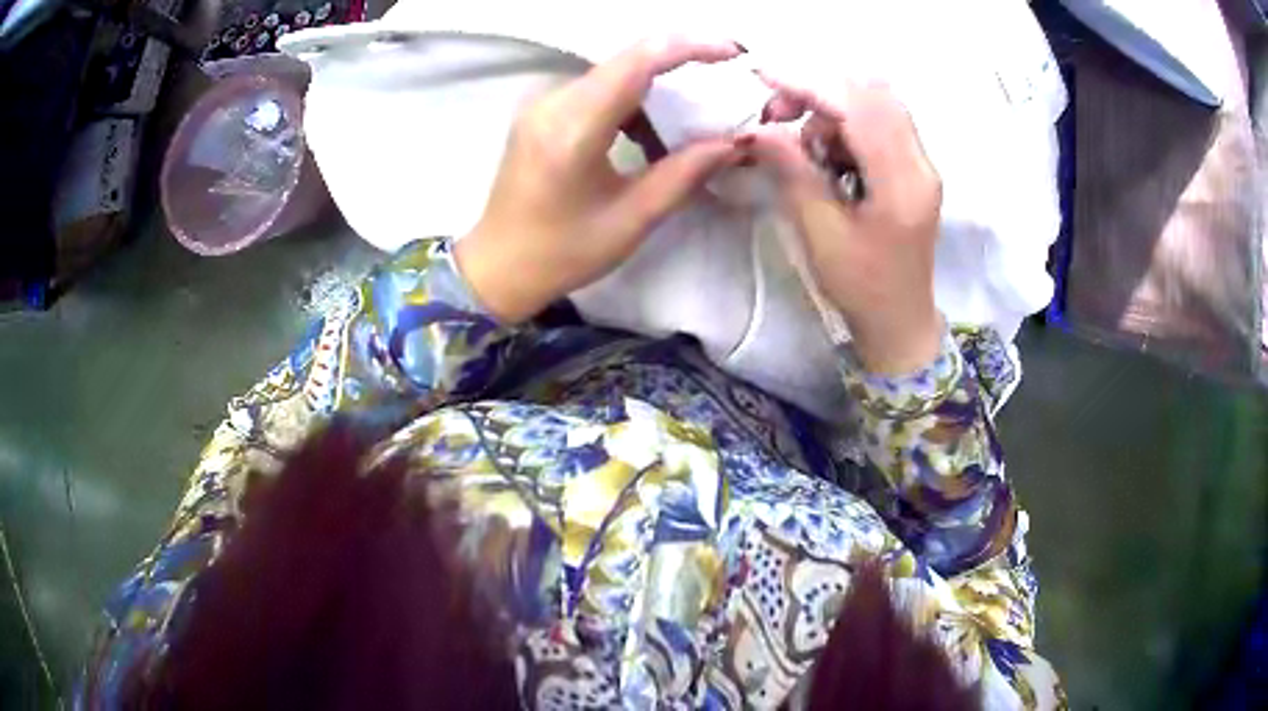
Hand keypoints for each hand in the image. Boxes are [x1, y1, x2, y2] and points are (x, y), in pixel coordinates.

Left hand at [455, 37, 746, 323]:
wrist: (498, 267)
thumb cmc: (562, 253)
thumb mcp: (631, 220)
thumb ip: (684, 174)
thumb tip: (733, 143)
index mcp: (573, 129)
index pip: (636, 63)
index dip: (687, 47)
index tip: (731, 52)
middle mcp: (552, 103)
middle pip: (626, 62)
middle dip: (680, 65)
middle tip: (722, 83)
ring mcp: (542, 105)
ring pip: (613, 75)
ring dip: (655, 89)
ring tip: (687, 124)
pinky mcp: (541, 113)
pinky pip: (595, 91)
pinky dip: (630, 103)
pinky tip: (646, 136)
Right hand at [747, 78, 944, 374]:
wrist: (900, 322)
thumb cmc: (861, 288)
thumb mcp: (819, 233)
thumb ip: (793, 172)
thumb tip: (759, 129)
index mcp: (902, 183)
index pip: (858, 107)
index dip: (809, 84)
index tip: (763, 76)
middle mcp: (920, 163)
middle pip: (872, 93)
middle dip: (819, 92)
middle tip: (778, 117)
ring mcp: (921, 163)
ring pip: (875, 104)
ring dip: (831, 111)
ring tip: (806, 152)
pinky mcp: (913, 168)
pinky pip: (878, 124)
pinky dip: (845, 127)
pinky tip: (830, 160)